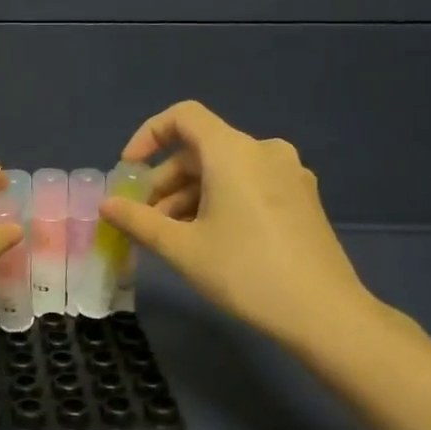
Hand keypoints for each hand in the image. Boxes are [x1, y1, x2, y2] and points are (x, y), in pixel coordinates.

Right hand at [101, 101, 381, 355]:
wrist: (324, 312)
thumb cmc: (245, 272)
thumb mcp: (182, 248)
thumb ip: (138, 220)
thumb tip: (106, 205)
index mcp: (234, 152)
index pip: (183, 117)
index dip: (148, 135)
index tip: (129, 172)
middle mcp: (264, 151)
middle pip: (201, 149)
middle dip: (164, 181)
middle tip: (143, 219)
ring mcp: (289, 174)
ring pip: (224, 170)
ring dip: (189, 195)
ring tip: (171, 236)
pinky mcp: (302, 198)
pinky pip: (248, 184)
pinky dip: (219, 200)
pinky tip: (208, 239)